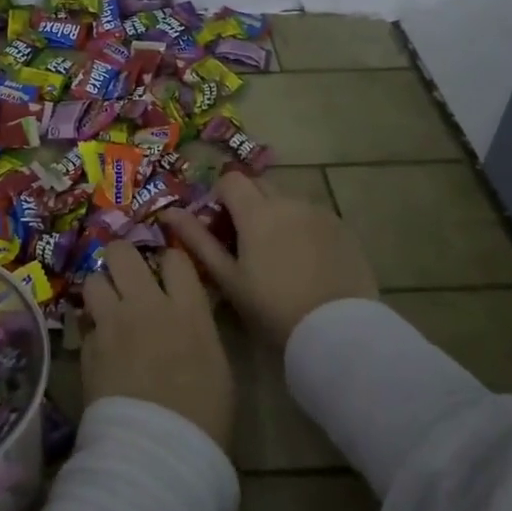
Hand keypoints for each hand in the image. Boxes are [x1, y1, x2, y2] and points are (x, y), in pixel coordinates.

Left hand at [79, 242, 233, 449]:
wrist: (158, 450)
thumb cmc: (204, 415)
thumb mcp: (217, 364)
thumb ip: (197, 328)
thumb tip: (186, 316)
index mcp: (187, 310)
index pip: (174, 257)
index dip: (169, 261)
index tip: (167, 272)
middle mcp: (146, 305)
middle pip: (122, 253)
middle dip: (121, 257)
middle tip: (125, 273)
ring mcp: (112, 324)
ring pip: (93, 279)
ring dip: (100, 289)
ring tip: (107, 306)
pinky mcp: (87, 347)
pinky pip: (84, 322)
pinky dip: (91, 328)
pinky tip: (99, 344)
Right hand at [164, 173, 376, 347]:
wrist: (337, 330)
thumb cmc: (272, 307)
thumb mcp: (228, 278)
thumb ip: (198, 240)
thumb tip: (169, 211)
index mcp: (257, 211)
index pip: (230, 179)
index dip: (219, 196)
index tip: (219, 224)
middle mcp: (288, 201)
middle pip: (259, 185)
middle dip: (247, 203)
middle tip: (244, 240)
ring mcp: (319, 212)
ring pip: (287, 200)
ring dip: (275, 215)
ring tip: (277, 254)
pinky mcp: (342, 228)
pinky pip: (312, 216)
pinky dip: (302, 228)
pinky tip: (305, 261)